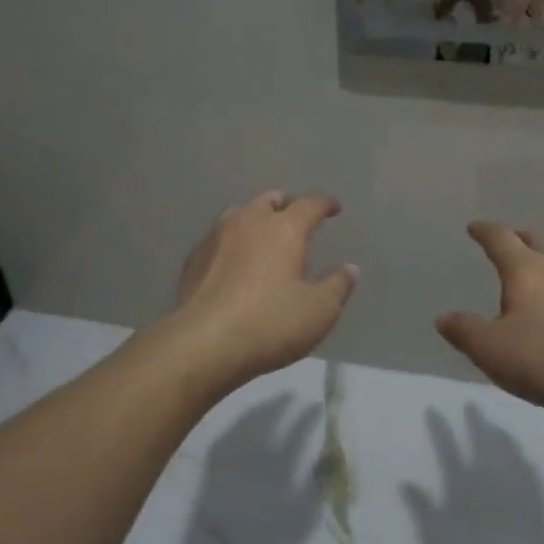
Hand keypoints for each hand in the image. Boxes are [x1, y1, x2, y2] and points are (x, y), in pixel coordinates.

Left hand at [166, 191, 358, 393]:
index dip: (325, 204)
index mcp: (284, 228)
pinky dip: (233, 242)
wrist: (203, 343)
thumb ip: (337, 286)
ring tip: (265, 238)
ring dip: (256, 219)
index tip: (334, 209)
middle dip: (287, 205)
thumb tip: (349, 268)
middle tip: (297, 221)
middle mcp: (249, 221)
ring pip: (240, 213)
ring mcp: (216, 236)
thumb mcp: (318, 311)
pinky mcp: (194, 257)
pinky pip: (220, 237)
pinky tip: (235, 262)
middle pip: (271, 200)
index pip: (310, 204)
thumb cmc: (269, 323)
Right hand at [436, 222, 543, 423]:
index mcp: (527, 269)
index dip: (485, 231)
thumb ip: (464, 331)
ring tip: (538, 265)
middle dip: (518, 238)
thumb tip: (444, 318)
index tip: (474, 228)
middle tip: (506, 241)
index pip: (501, 239)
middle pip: (536, 241)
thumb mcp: (490, 349)